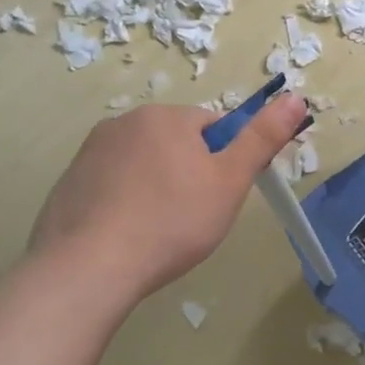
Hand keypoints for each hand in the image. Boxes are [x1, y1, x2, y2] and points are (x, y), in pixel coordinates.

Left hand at [28, 96, 307, 301]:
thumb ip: (263, 137)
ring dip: (156, 187)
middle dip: (189, 173)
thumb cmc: (172, 221)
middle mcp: (123, 122)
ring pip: (143, 165)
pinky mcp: (68, 184)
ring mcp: (90, 153)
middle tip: (194, 217)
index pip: (212, 127)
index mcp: (165, 117)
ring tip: (159, 231)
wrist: (88, 268)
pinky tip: (127, 237)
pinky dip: (124, 204)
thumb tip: (296, 97)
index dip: (224, 162)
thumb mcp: (231, 181)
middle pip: (176, 143)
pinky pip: (111, 186)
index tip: (220, 196)